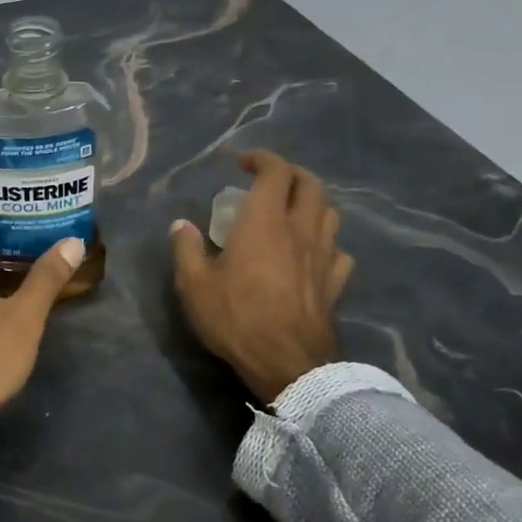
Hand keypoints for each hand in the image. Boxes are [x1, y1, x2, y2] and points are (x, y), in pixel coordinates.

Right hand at [170, 150, 354, 403]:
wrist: (286, 363)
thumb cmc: (236, 318)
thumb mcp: (194, 284)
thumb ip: (186, 249)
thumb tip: (181, 225)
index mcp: (265, 222)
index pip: (276, 172)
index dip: (262, 159)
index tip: (242, 163)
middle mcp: (300, 230)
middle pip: (311, 184)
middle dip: (291, 174)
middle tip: (270, 180)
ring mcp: (324, 256)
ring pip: (330, 213)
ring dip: (313, 203)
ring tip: (293, 212)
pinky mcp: (335, 283)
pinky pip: (339, 251)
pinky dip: (327, 243)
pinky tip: (313, 254)